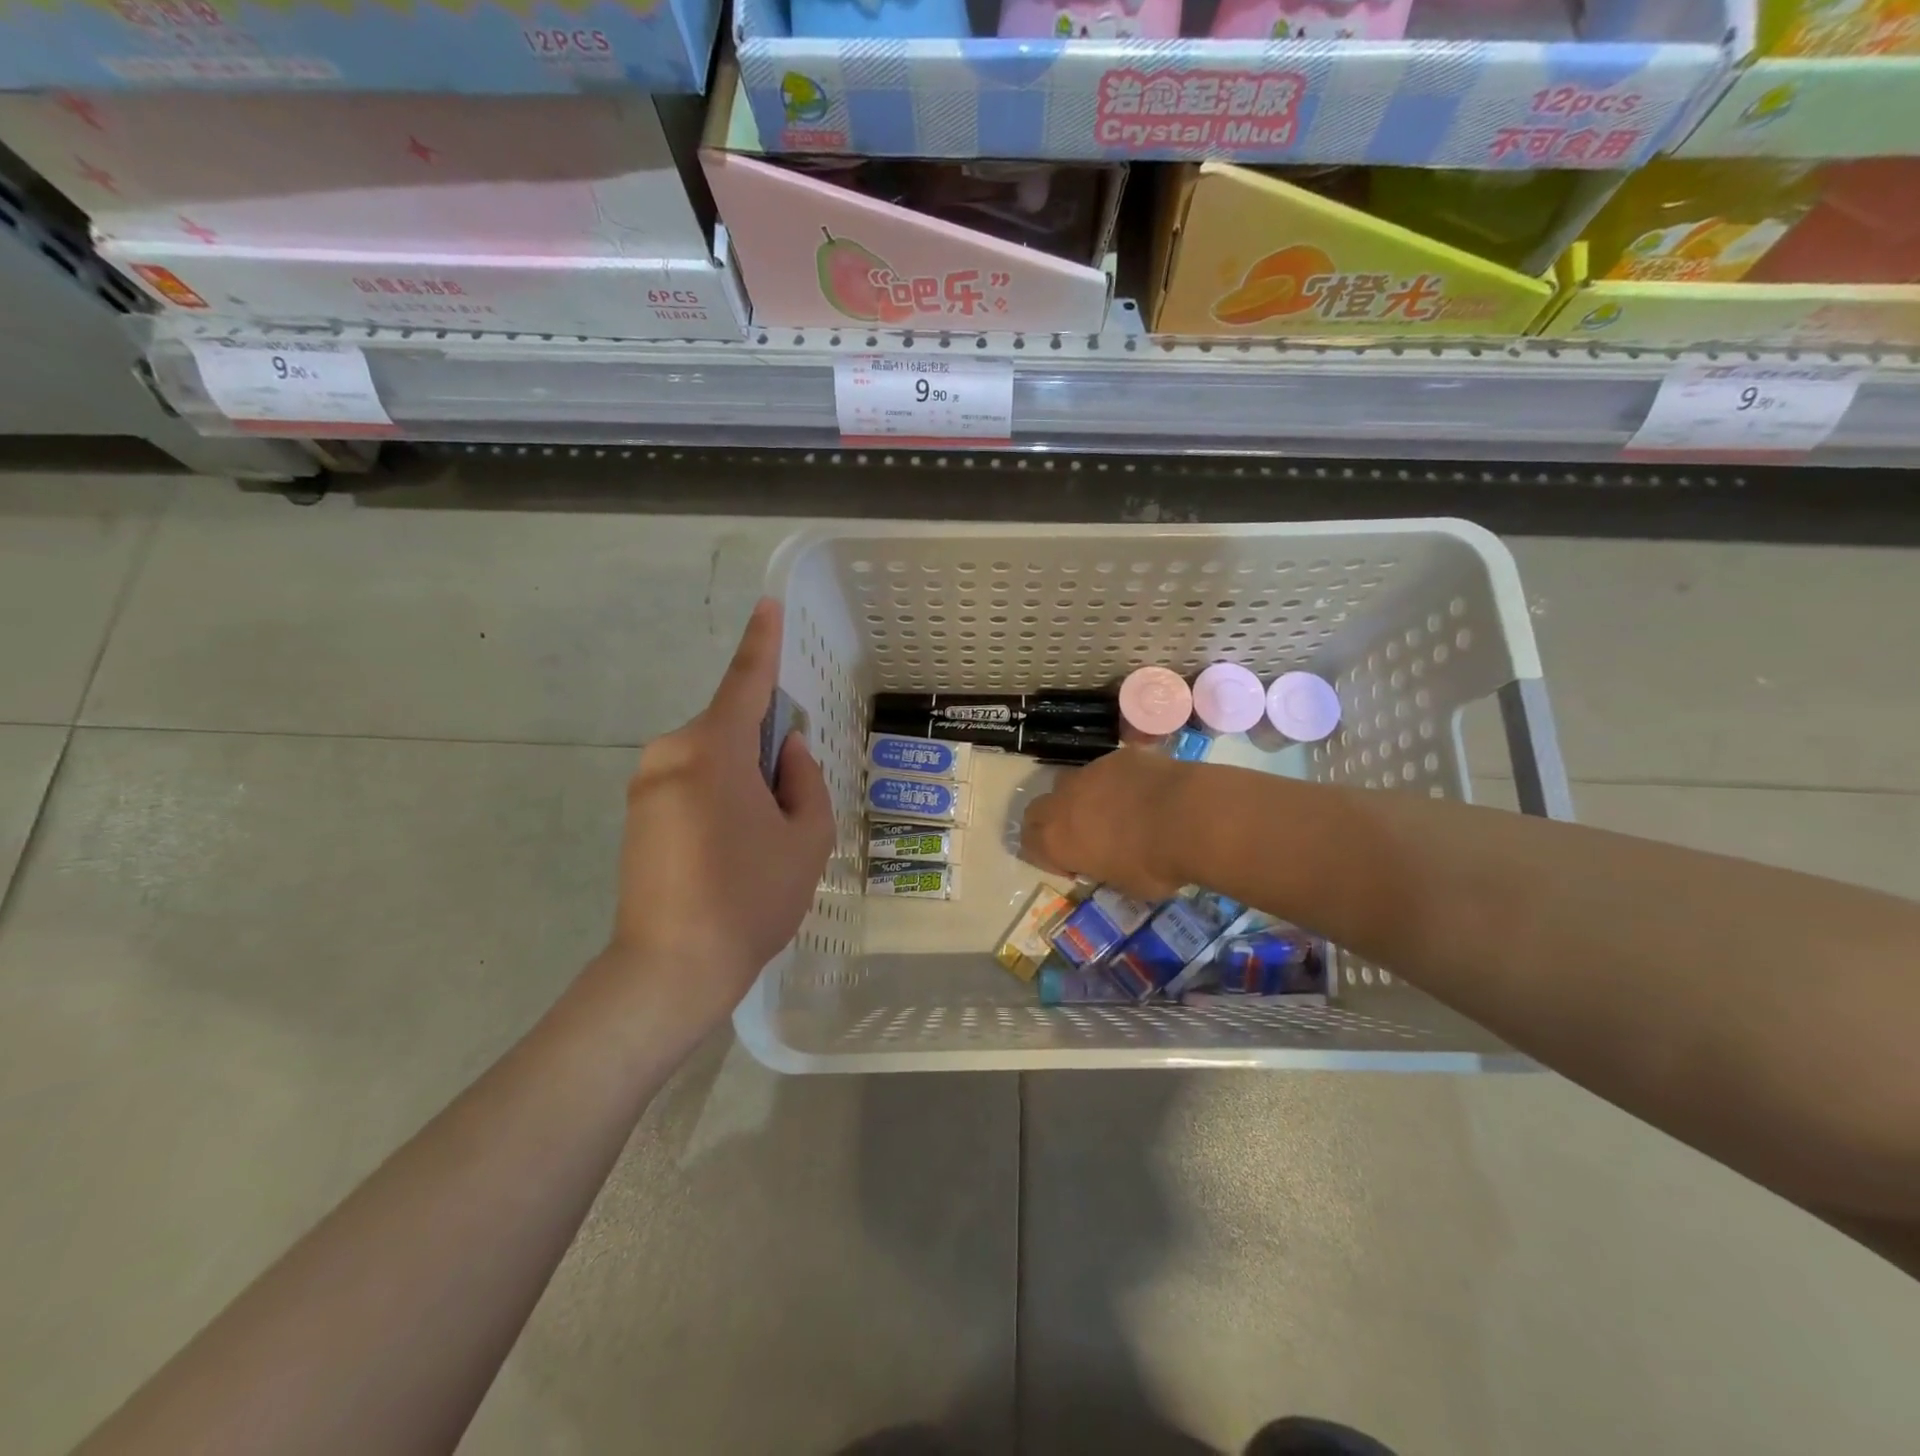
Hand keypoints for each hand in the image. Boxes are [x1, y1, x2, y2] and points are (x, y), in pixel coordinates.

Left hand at [604, 599, 835, 1034]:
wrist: (670, 969)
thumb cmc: (751, 898)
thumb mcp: (807, 838)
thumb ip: (805, 781)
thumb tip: (787, 751)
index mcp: (713, 750)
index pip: (745, 682)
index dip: (761, 643)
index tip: (767, 606)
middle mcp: (671, 754)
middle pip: (730, 728)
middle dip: (765, 749)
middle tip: (790, 805)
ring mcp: (646, 785)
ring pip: (711, 760)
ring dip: (742, 779)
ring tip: (759, 842)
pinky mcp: (636, 815)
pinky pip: (690, 784)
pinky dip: (719, 798)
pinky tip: (729, 852)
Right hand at [1020, 747, 1189, 900]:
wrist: (1189, 817)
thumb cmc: (1154, 865)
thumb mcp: (1123, 885)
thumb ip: (1103, 869)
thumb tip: (1106, 862)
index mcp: (1056, 840)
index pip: (1029, 845)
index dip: (1047, 857)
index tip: (1073, 867)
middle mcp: (1063, 801)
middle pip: (1037, 809)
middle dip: (1052, 823)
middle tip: (1081, 837)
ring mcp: (1090, 772)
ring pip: (1071, 783)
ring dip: (1082, 798)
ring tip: (1114, 812)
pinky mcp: (1118, 755)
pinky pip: (1107, 769)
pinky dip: (1116, 782)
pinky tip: (1143, 793)